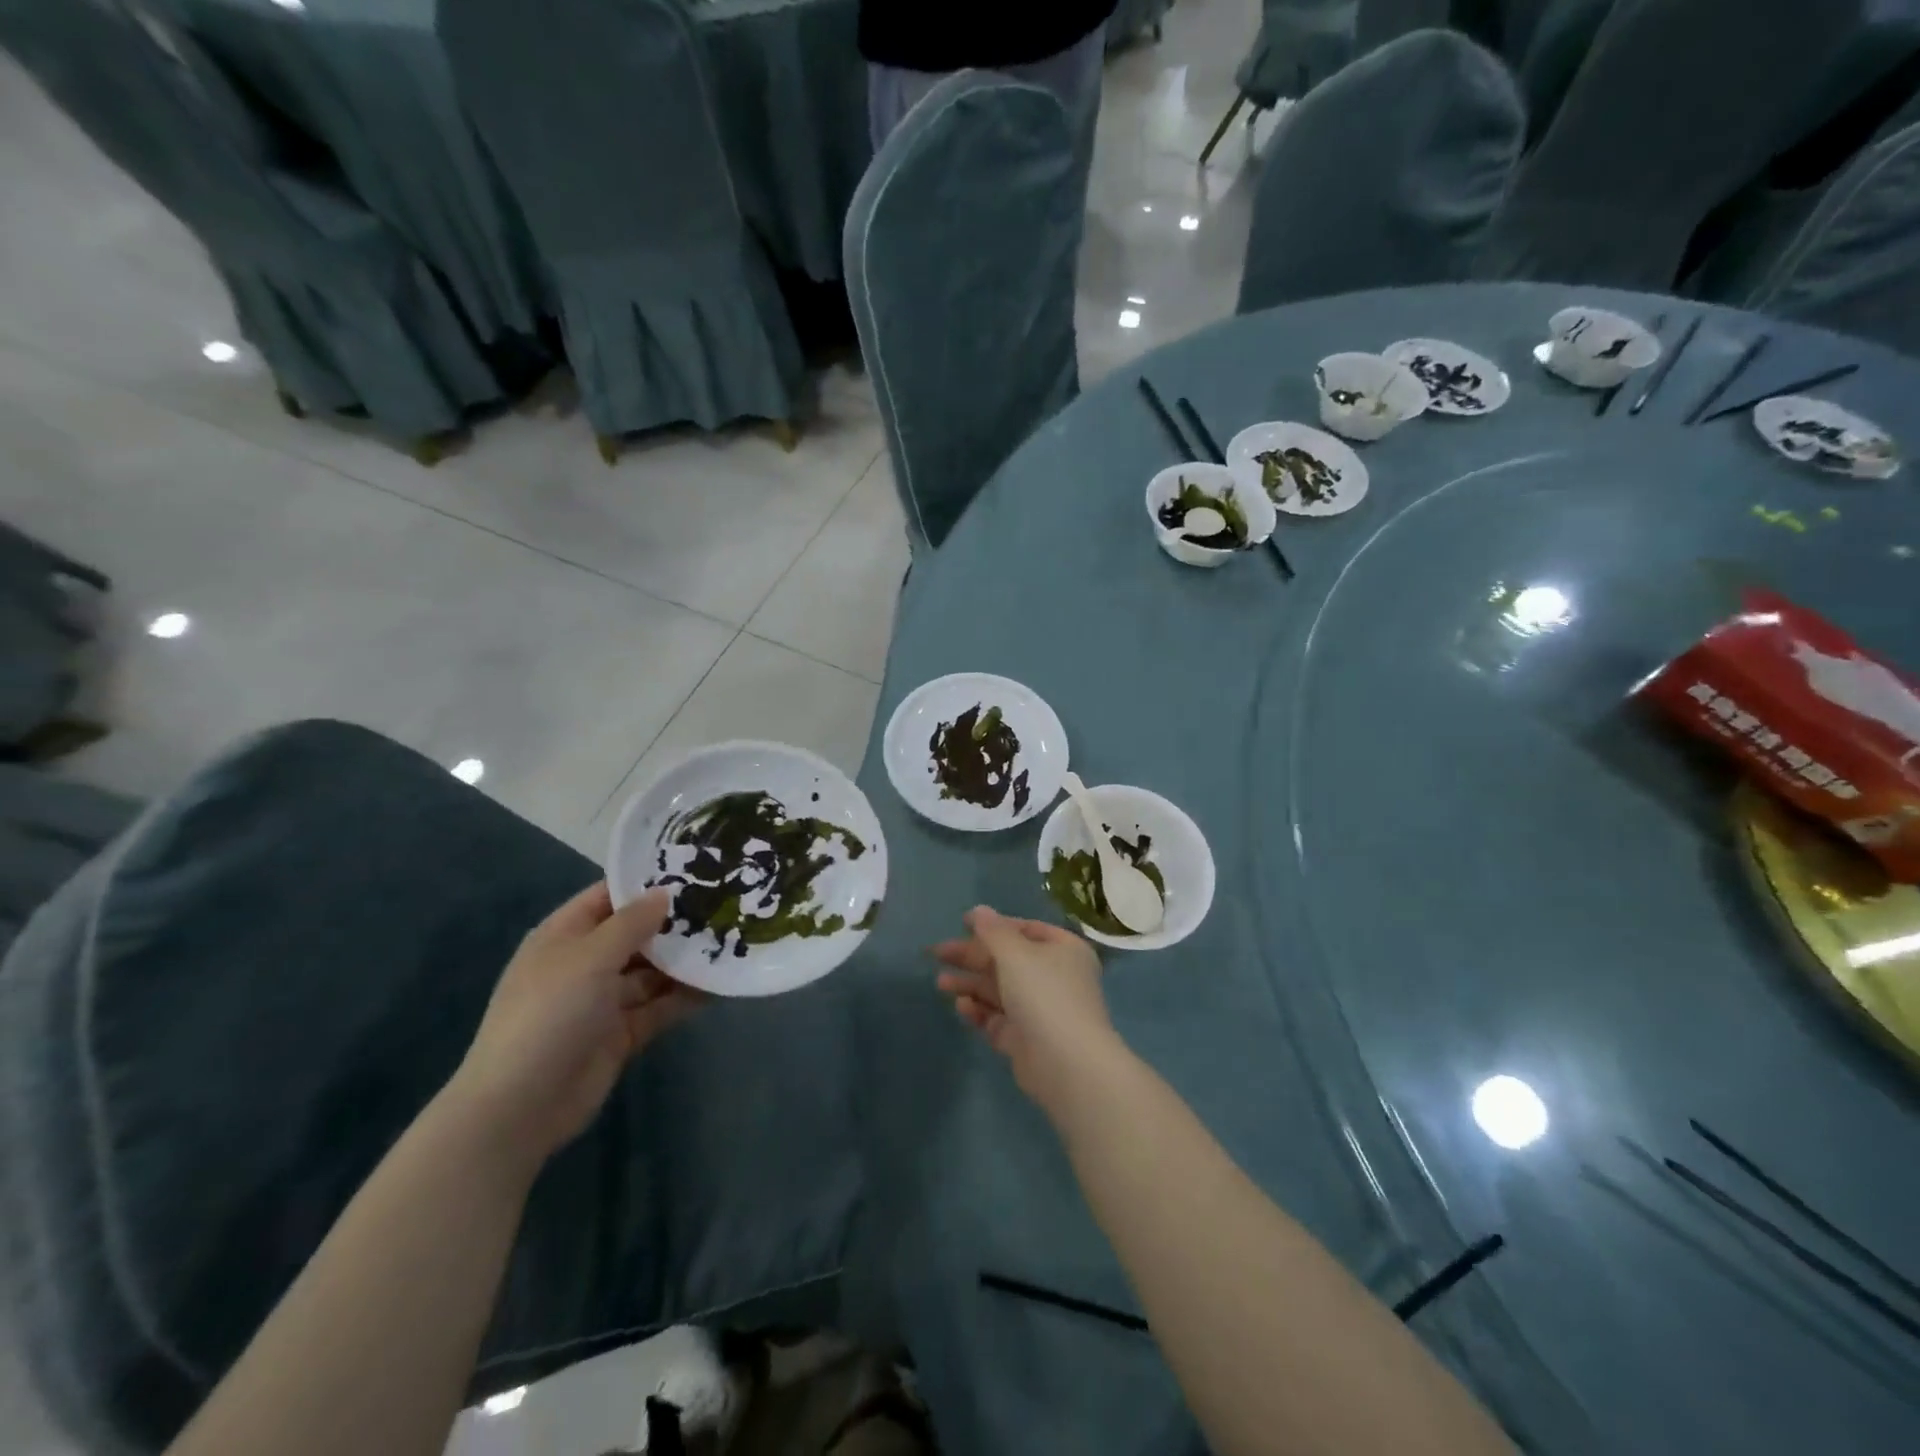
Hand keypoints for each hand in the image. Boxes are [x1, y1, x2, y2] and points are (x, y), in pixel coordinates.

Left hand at [450, 883, 701, 1167]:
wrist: (520, 1107)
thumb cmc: (549, 1014)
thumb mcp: (590, 957)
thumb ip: (632, 923)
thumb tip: (665, 893)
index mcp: (565, 936)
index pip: (609, 897)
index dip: (646, 883)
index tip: (693, 868)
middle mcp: (585, 963)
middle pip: (636, 934)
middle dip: (675, 923)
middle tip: (724, 904)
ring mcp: (603, 1000)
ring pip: (652, 972)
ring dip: (685, 960)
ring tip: (732, 940)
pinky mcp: (621, 1033)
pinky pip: (659, 1006)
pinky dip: (685, 996)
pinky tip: (720, 983)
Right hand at [933, 906, 1116, 1112]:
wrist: (1066, 1064)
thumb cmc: (1043, 994)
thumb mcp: (1015, 953)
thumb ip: (993, 931)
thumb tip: (979, 910)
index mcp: (1063, 950)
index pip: (1026, 929)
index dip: (995, 925)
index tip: (962, 923)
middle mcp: (1055, 977)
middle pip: (1007, 960)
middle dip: (972, 957)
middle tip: (937, 953)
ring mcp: (1040, 1010)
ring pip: (1000, 990)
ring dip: (970, 984)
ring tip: (940, 983)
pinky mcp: (1026, 1040)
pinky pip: (998, 1019)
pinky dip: (979, 1011)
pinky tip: (961, 1006)